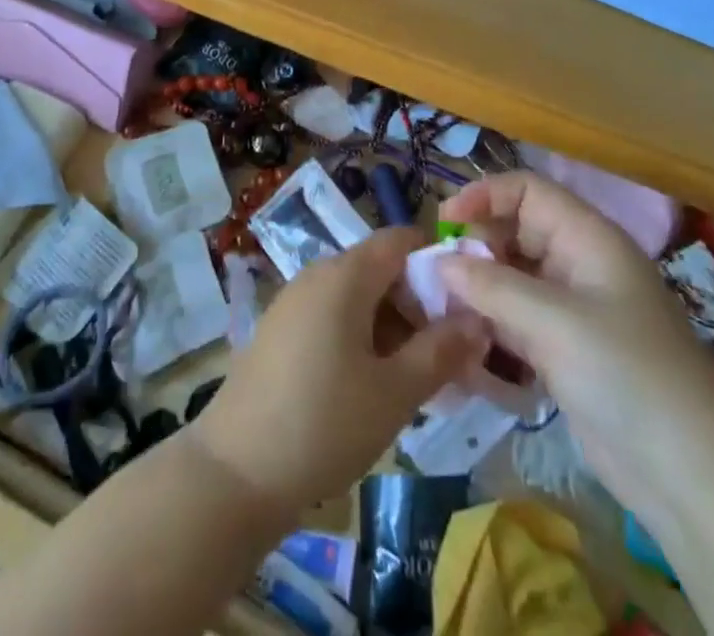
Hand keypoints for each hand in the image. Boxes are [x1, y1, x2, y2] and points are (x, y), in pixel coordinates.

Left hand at [188, 228, 488, 518]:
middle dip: (419, 305)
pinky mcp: (280, 330)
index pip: (401, 242)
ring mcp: (294, 301)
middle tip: (451, 356)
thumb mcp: (395, 392)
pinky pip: (333, 317)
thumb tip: (479, 319)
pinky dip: (362, 338)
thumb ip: (441, 351)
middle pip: (380, 270)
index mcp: (345, 274)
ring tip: (419, 378)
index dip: (438, 264)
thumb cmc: (324, 424)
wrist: (235, 471)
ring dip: (393, 327)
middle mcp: (317, 274)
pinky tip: (375, 385)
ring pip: (358, 297)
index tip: (467, 307)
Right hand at [437, 174, 713, 525]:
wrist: (695, 478)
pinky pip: (517, 322)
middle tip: (438, 278)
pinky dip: (490, 327)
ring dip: (477, 291)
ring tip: (440, 312)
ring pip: (512, 280)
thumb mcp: (556, 323)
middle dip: (475, 248)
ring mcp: (573, 311)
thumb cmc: (628, 376)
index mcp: (588, 239)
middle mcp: (579, 265)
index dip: (485, 196)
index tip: (444, 223)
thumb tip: (439, 261)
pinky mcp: (566, 352)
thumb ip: (492, 286)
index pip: (528, 191)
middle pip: (515, 233)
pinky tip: (463, 345)